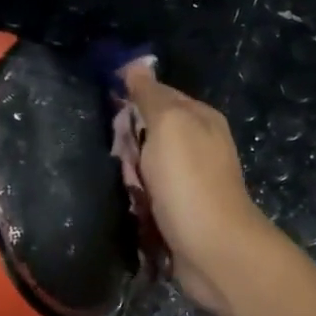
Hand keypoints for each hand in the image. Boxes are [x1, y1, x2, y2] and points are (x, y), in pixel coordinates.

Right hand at [123, 65, 273, 315]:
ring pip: (146, 165)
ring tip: (116, 181)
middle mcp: (199, 144)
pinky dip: (136, 198)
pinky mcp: (181, 210)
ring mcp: (190, 179)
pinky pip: (149, 194)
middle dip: (126, 141)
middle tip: (111, 152)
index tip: (101, 108)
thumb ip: (151, 96)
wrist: (213, 251)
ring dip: (129, 173)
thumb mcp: (169, 125)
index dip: (129, 98)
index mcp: (200, 118)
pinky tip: (125, 203)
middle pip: (149, 131)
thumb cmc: (189, 182)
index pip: (157, 93)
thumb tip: (136, 65)